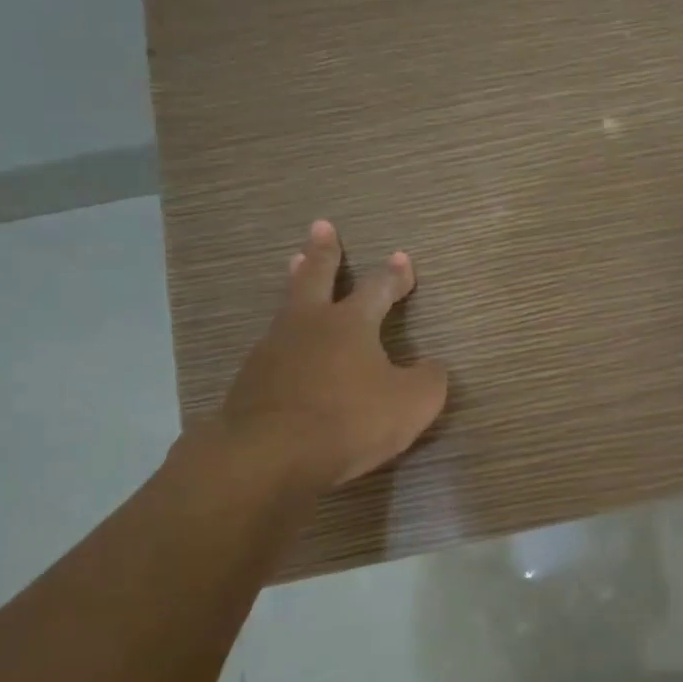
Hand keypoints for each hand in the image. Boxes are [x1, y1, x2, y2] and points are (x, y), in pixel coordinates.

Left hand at [212, 220, 449, 488]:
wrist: (269, 455)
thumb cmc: (349, 420)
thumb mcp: (412, 404)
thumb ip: (429, 379)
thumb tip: (431, 366)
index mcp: (351, 323)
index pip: (378, 288)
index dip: (394, 274)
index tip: (402, 258)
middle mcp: (310, 324)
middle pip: (316, 276)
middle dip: (323, 251)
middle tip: (321, 226)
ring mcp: (274, 349)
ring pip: (288, 305)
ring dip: (295, 282)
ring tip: (294, 266)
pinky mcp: (250, 379)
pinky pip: (272, 345)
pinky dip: (283, 337)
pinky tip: (282, 345)